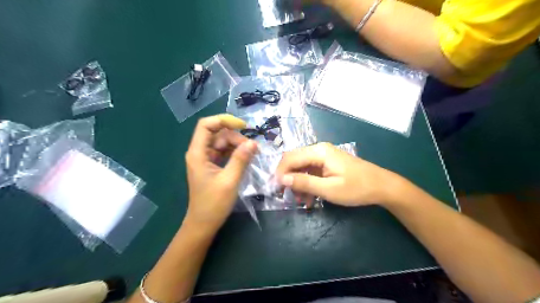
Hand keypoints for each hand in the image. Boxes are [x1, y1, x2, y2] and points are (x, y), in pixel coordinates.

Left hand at [185, 115, 257, 229]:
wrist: (203, 224)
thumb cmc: (213, 204)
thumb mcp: (230, 180)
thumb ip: (241, 159)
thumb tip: (253, 143)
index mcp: (198, 153)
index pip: (206, 125)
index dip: (223, 120)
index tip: (243, 126)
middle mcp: (199, 153)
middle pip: (217, 134)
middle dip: (235, 137)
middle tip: (252, 149)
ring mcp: (205, 160)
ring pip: (222, 143)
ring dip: (237, 145)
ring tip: (252, 154)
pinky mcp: (211, 166)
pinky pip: (223, 153)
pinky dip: (235, 153)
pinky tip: (246, 158)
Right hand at [276, 143, 402, 206]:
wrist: (381, 186)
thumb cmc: (356, 188)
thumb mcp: (329, 189)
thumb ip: (304, 182)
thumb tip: (282, 178)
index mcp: (318, 151)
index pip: (290, 158)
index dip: (280, 173)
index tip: (276, 190)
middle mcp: (319, 149)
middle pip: (294, 161)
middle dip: (288, 178)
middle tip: (285, 196)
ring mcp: (323, 156)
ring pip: (301, 167)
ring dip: (298, 183)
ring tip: (300, 200)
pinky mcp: (327, 163)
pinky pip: (311, 171)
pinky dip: (307, 183)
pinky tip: (309, 198)